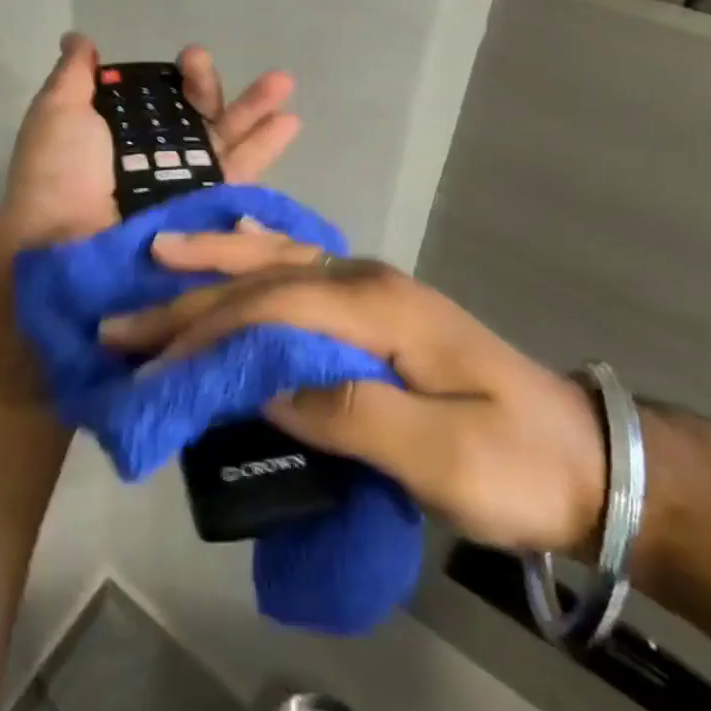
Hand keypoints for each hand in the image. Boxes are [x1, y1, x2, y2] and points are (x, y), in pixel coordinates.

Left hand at [0, 34, 301, 249]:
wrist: (63, 242)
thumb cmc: (58, 173)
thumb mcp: (58, 112)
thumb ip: (74, 76)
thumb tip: (79, 38)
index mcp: (125, 131)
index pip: (165, 97)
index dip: (182, 77)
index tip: (190, 58)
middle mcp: (158, 156)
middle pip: (200, 115)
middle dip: (216, 88)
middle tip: (219, 66)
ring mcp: (183, 184)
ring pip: (226, 141)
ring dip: (256, 110)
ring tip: (283, 83)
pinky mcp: (203, 210)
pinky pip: (238, 177)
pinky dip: (264, 149)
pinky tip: (289, 122)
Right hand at [99, 226, 606, 555]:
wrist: (586, 457)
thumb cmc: (518, 465)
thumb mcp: (445, 458)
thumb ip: (355, 414)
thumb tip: (267, 388)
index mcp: (379, 307)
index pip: (272, 308)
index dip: (206, 334)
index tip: (150, 366)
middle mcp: (366, 279)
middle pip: (263, 279)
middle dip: (190, 299)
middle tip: (124, 321)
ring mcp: (371, 286)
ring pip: (277, 260)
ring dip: (215, 262)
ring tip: (158, 255)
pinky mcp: (374, 306)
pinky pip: (299, 266)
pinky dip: (255, 256)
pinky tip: (233, 245)